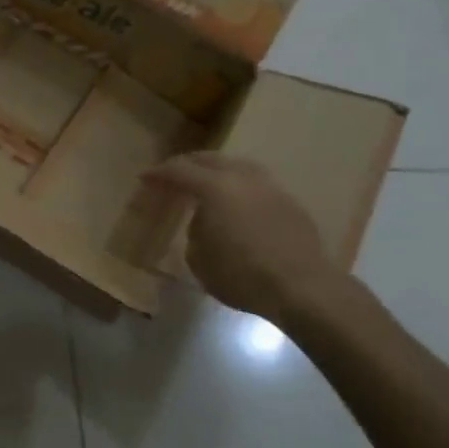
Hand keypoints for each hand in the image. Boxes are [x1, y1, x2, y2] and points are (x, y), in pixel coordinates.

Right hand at [143, 152, 343, 323]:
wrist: (303, 287)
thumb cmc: (242, 276)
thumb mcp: (199, 259)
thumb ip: (195, 232)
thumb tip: (203, 221)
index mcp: (215, 187)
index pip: (179, 171)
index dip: (159, 174)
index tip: (145, 178)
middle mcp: (243, 178)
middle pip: (210, 159)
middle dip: (187, 164)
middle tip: (171, 175)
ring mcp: (270, 187)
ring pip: (237, 166)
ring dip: (216, 170)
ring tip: (205, 182)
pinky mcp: (290, 202)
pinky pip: (256, 183)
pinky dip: (238, 186)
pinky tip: (235, 201)